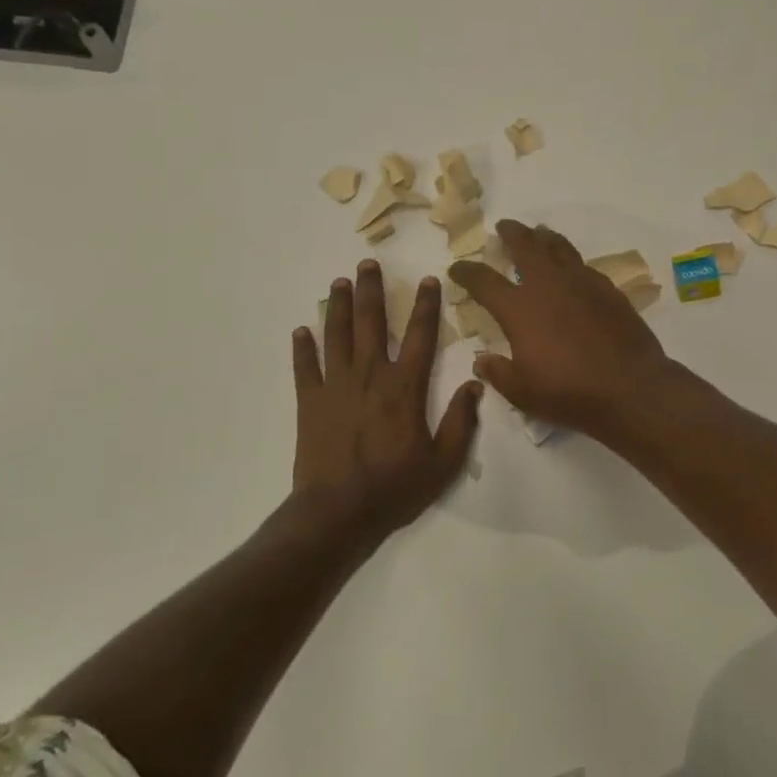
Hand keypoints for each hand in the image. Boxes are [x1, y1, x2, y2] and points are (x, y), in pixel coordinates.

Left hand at [292, 260, 482, 537]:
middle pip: (371, 323)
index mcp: (405, 387)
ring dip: (338, 306)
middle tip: (368, 264)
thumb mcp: (443, 462)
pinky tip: (300, 330)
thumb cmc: (395, 488)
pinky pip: (304, 367)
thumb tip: (476, 384)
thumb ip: (462, 422)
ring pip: (337, 335)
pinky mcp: (310, 402)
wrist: (338, 512)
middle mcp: (370, 375)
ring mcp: (335, 386)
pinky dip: (302, 348)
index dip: (427, 306)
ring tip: (339, 282)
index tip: (429, 280)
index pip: (421, 336)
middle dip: (371, 291)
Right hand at [449, 219, 673, 438]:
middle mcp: (548, 286)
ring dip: (544, 237)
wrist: (630, 388)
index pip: (484, 281)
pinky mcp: (608, 289)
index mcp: (519, 309)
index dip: (467, 272)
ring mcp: (582, 283)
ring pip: (559, 247)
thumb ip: (498, 373)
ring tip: (539, 233)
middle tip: (504, 227)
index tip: (457, 267)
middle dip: (511, 234)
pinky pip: (584, 266)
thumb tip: (482, 361)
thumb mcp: (522, 392)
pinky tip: (573, 269)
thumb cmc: (569, 392)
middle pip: (525, 246)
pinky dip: (572, 261)